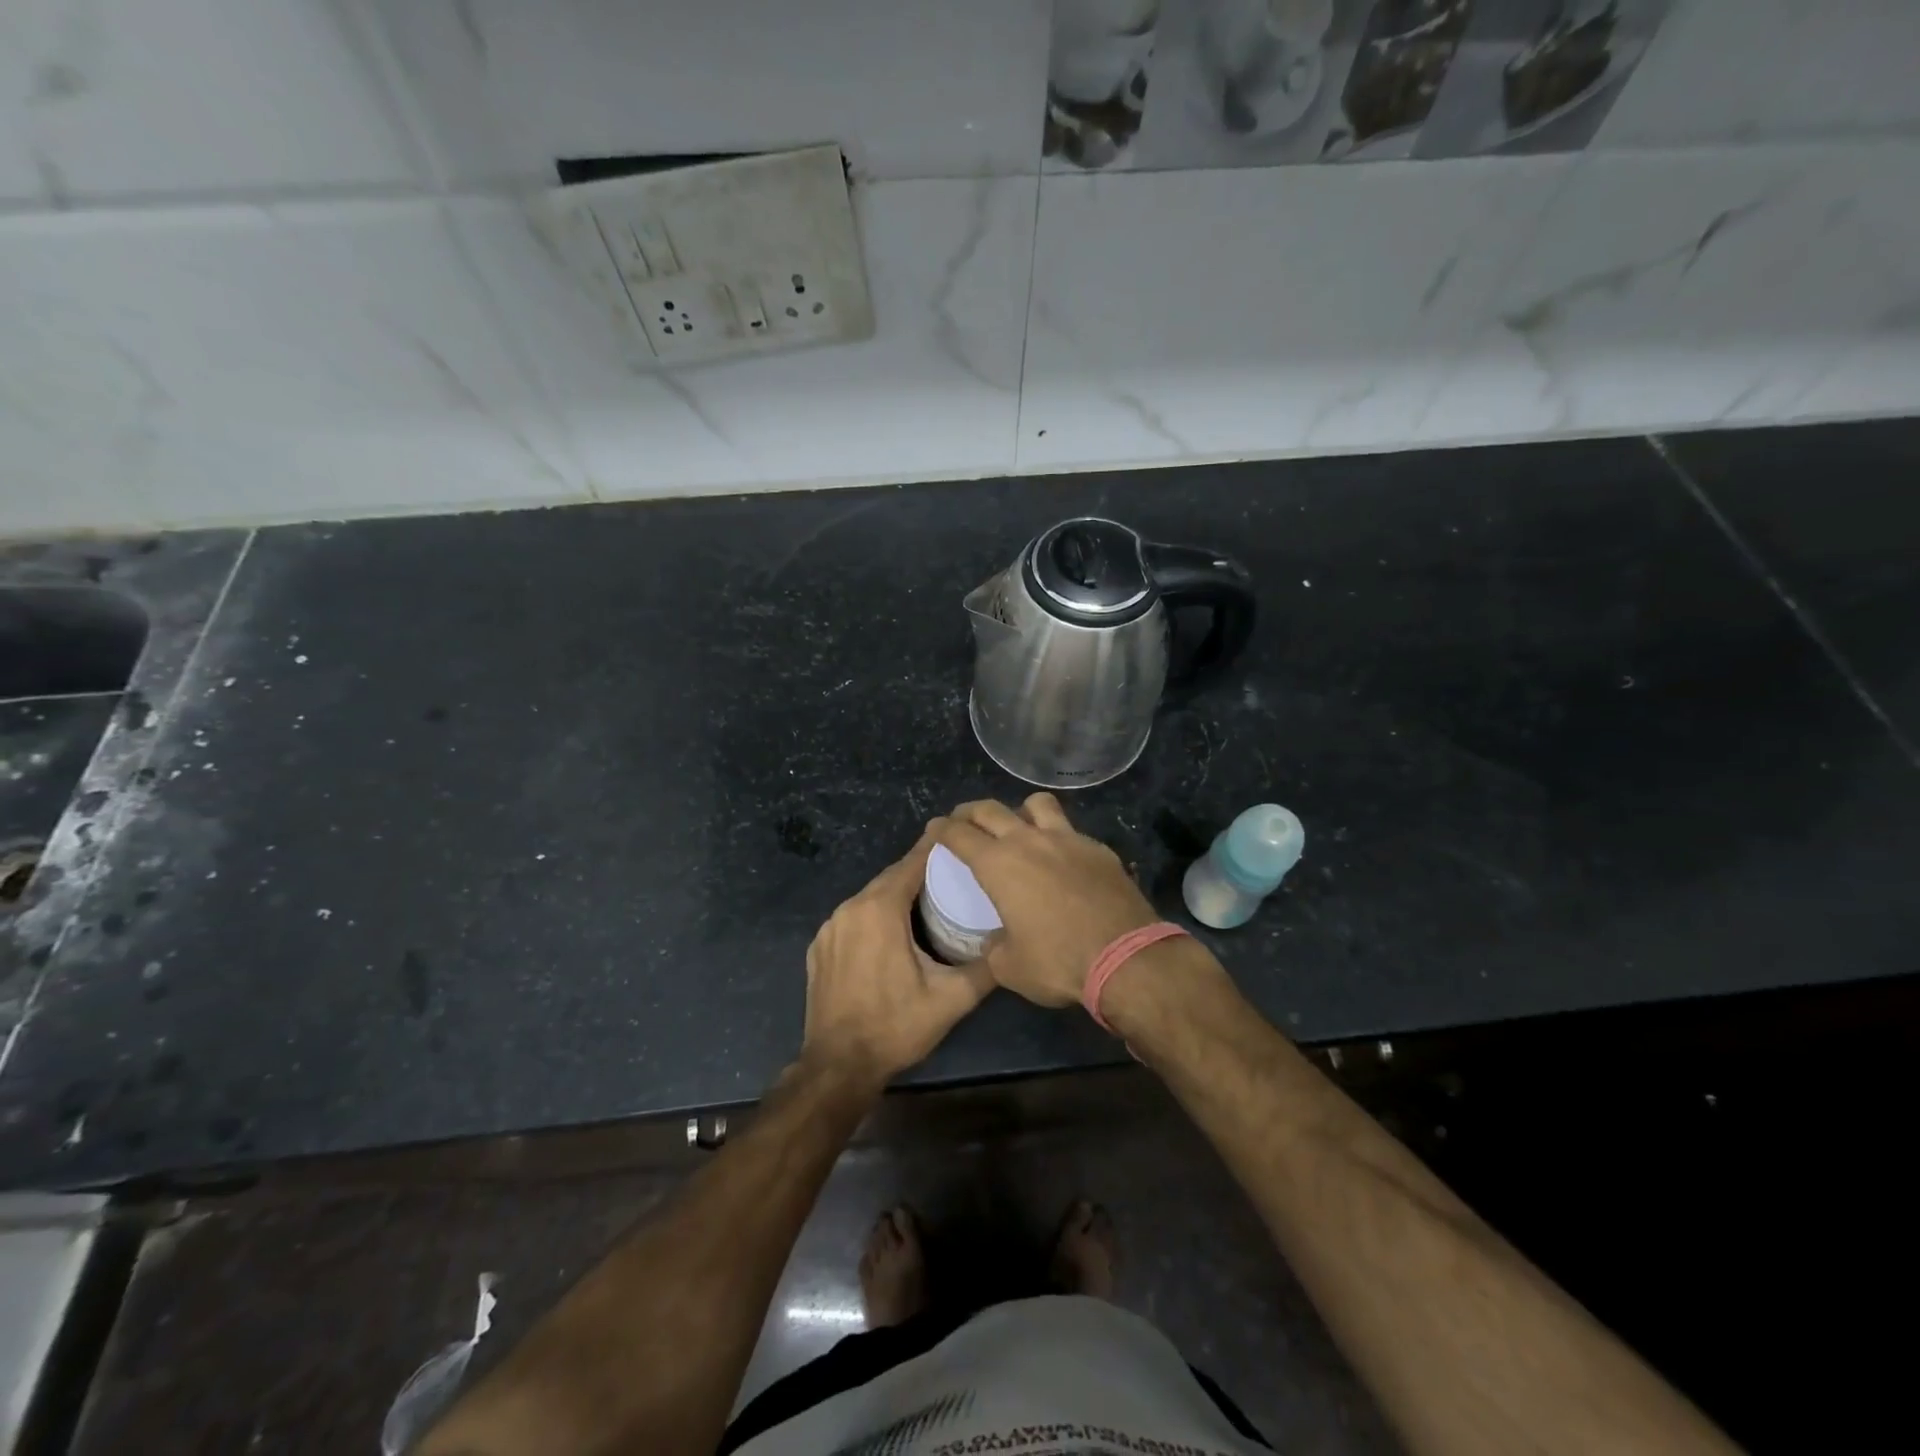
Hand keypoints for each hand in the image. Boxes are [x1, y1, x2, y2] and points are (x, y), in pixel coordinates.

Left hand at [801, 832, 994, 1088]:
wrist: (838, 1066)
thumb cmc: (895, 1026)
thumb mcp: (951, 999)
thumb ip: (985, 968)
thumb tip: (1011, 946)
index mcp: (880, 909)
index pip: (912, 864)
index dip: (935, 850)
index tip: (958, 839)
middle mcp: (850, 908)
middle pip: (890, 878)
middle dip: (919, 873)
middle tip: (951, 876)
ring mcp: (829, 927)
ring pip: (870, 897)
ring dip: (896, 895)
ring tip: (927, 902)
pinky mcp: (819, 947)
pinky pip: (852, 918)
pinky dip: (873, 916)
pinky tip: (891, 934)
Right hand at [930, 795, 1159, 1007]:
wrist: (1126, 957)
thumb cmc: (1058, 962)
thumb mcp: (1010, 967)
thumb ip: (994, 948)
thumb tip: (996, 941)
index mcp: (998, 865)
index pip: (959, 834)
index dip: (942, 829)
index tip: (935, 828)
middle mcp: (1029, 841)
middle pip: (991, 809)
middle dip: (970, 811)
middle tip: (963, 819)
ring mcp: (1068, 840)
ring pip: (1037, 804)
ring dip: (1020, 810)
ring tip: (1019, 825)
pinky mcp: (1098, 849)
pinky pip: (1071, 831)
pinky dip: (1058, 838)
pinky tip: (1062, 859)